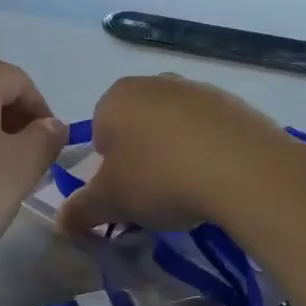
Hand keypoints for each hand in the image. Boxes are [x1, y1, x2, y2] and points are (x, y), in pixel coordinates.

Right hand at [57, 75, 294, 235]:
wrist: (244, 170)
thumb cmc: (160, 178)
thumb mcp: (111, 202)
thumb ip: (81, 210)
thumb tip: (62, 222)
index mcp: (116, 97)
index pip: (100, 132)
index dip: (109, 167)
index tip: (126, 192)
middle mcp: (155, 83)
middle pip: (138, 126)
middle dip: (142, 157)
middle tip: (155, 194)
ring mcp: (198, 89)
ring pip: (176, 127)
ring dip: (177, 154)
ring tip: (191, 190)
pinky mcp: (236, 103)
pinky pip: (211, 132)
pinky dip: (210, 152)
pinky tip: (219, 179)